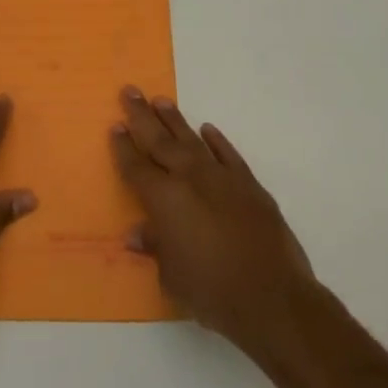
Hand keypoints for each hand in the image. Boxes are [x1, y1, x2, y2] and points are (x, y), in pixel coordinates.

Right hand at [111, 86, 317, 357]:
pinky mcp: (248, 183)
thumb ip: (154, 248)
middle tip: (130, 90)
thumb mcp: (173, 277)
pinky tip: (207, 129)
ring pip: (191, 139)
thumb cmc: (213, 292)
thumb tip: (135, 233)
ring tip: (160, 100)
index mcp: (164, 199)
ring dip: (174, 119)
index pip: (136, 167)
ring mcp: (221, 176)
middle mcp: (189, 178)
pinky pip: (227, 153)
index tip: (115, 125)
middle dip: (141, 115)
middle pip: (159, 140)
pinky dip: (216, 140)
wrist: (272, 296)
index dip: (124, 147)